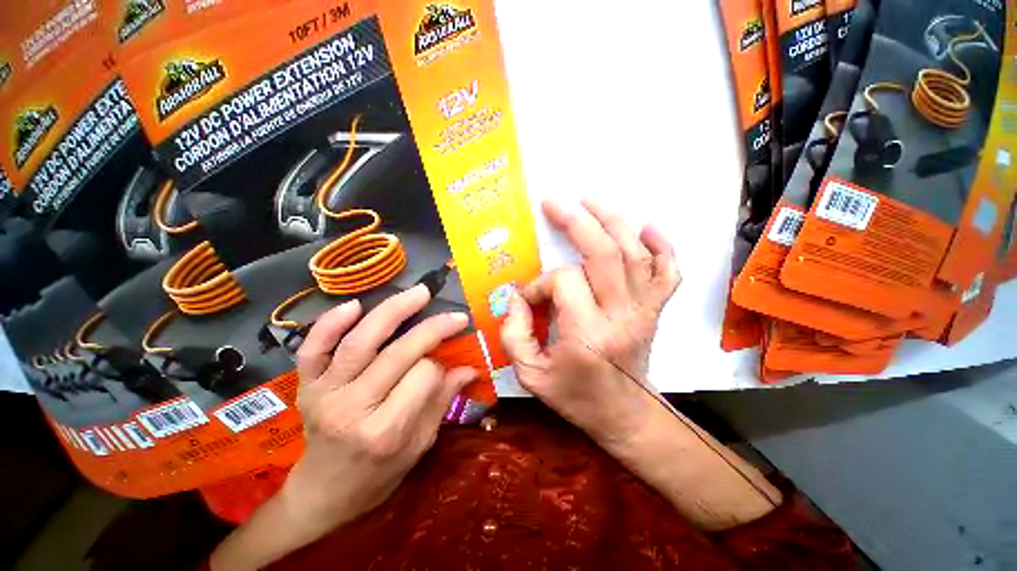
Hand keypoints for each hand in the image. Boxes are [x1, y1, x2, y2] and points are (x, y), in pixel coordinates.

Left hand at [280, 285, 476, 537]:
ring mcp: (324, 393)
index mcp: (384, 431)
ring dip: (393, 311)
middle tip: (456, 316)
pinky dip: (331, 323)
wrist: (322, 495)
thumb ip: (442, 401)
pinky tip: (356, 305)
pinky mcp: (306, 385)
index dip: (439, 367)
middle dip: (433, 329)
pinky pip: (313, 348)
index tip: (444, 369)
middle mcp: (352, 408)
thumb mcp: (419, 446)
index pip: (423, 376)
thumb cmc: (378, 476)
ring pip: (360, 341)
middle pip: (398, 353)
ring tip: (420, 293)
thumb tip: (471, 368)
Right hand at [500, 199, 680, 450]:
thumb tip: (519, 298)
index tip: (529, 298)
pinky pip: (668, 272)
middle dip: (576, 222)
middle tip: (554, 203)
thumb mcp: (530, 375)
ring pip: (634, 254)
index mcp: (588, 334)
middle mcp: (621, 316)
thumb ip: (515, 335)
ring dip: (612, 221)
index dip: (540, 284)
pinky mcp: (655, 311)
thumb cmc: (575, 397)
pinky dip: (662, 246)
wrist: (624, 415)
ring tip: (591, 200)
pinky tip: (647, 227)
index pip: (563, 283)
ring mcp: (644, 311)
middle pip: (604, 254)